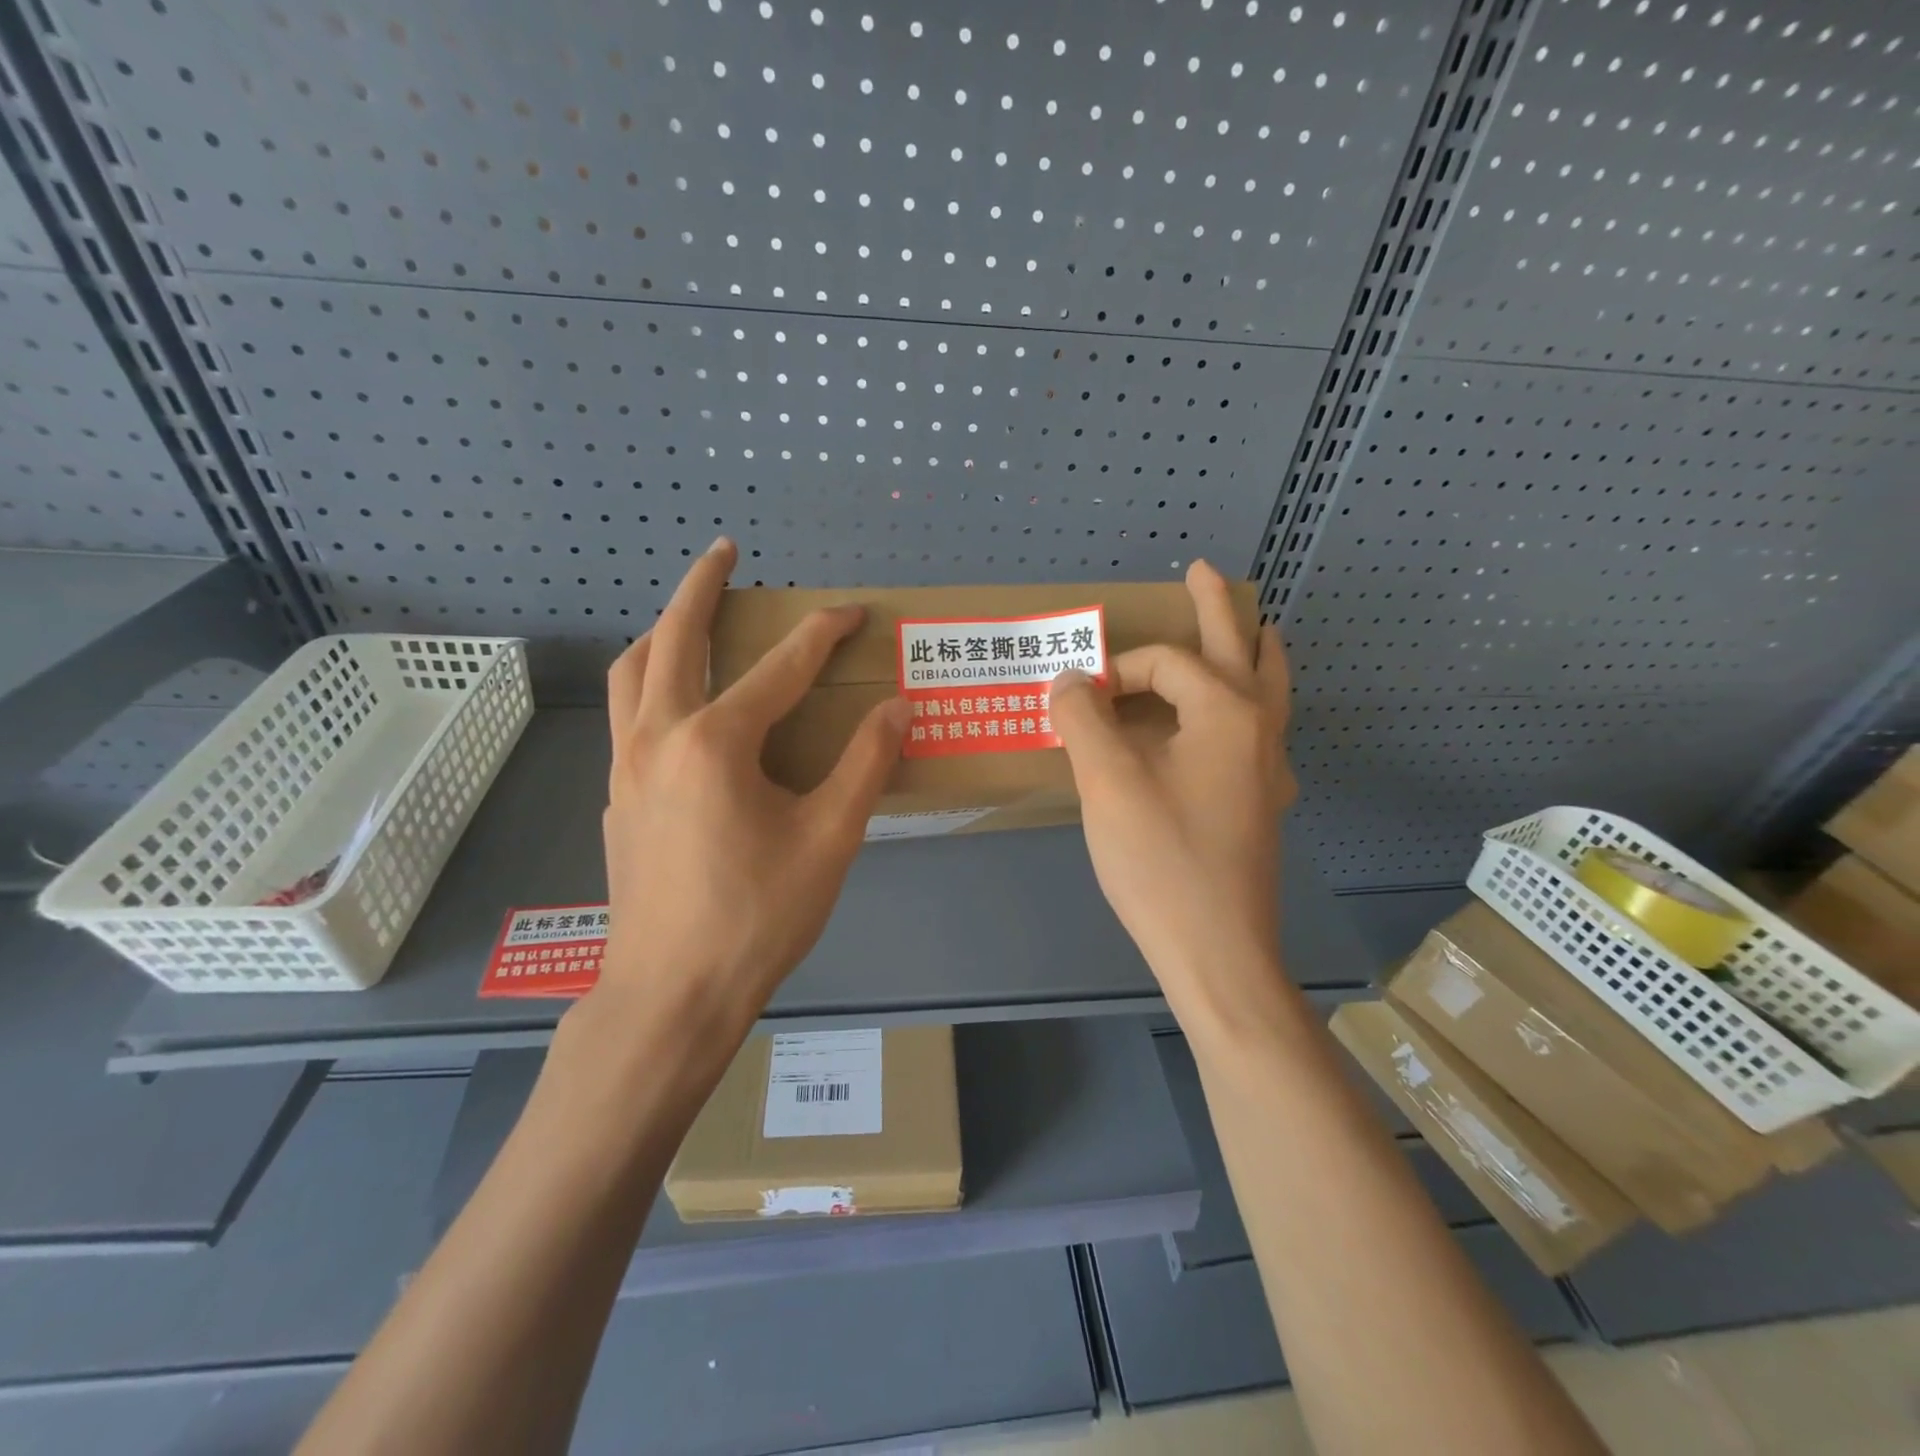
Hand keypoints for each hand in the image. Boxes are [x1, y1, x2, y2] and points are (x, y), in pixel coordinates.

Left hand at [591, 539, 909, 1036]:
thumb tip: (897, 708)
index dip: (823, 633)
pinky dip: (649, 681)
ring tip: (690, 615)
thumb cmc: (757, 917)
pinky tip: (677, 703)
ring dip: (662, 631)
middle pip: (673, 638)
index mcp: (716, 742)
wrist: (670, 995)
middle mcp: (659, 737)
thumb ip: (866, 764)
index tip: (853, 611)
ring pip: (632, 672)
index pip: (780, 666)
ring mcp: (627, 766)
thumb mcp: (830, 839)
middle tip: (725, 552)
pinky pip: (627, 714)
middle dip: (701, 587)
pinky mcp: (617, 797)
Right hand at [1048, 560, 1295, 1016]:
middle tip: (1204, 571)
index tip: (1080, 698)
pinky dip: (1251, 702)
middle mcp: (1259, 729)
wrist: (1217, 951)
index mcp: (1226, 712)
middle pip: (1242, 649)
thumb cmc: (1161, 860)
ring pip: (1268, 690)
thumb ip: (1083, 719)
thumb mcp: (1107, 782)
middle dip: (1217, 607)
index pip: (1165, 664)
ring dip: (1252, 652)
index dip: (1117, 671)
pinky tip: (1234, 719)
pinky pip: (1261, 730)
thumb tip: (1070, 679)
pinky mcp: (1262, 802)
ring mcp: (1269, 768)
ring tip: (1249, 629)